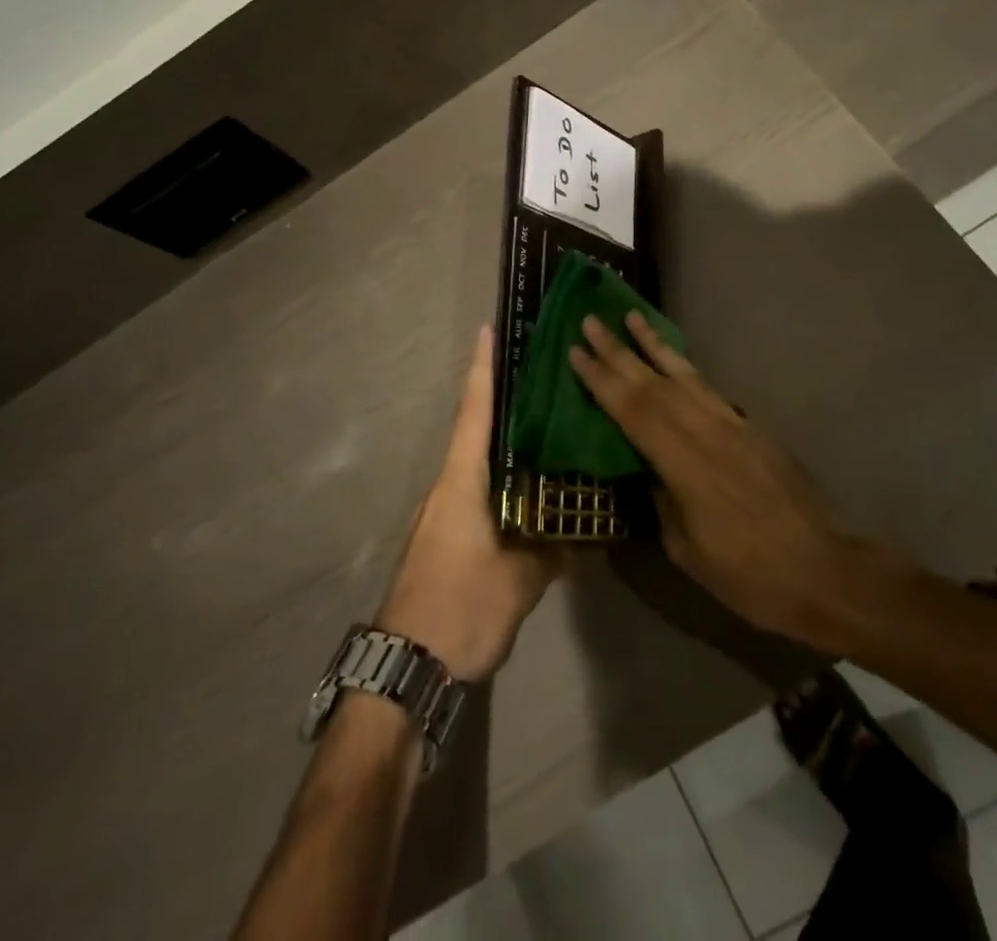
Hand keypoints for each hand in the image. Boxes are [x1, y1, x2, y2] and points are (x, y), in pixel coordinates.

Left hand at [377, 327, 561, 681]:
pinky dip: (506, 480)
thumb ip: (554, 551)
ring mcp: (445, 514)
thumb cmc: (459, 607)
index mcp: (461, 481)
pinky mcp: (449, 539)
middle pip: (478, 430)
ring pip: (481, 464)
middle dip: (504, 400)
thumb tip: (590, 535)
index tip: (490, 329)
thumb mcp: (518, 580)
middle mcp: (449, 487)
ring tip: (548, 427)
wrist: (407, 668)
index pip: (475, 412)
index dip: (483, 369)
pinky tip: (534, 490)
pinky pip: (482, 493)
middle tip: (542, 375)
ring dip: (507, 443)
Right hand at [569, 311, 901, 649]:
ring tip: (631, 317)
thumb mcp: (689, 550)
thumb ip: (662, 503)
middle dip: (618, 350)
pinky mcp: (751, 428)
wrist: (825, 570)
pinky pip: (708, 388)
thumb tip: (646, 473)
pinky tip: (674, 360)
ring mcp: (732, 425)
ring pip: (684, 375)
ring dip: (653, 345)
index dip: (601, 381)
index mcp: (685, 463)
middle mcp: (707, 431)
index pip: (633, 411)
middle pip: (654, 383)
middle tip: (590, 320)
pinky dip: (685, 368)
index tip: (575, 352)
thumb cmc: (750, 575)